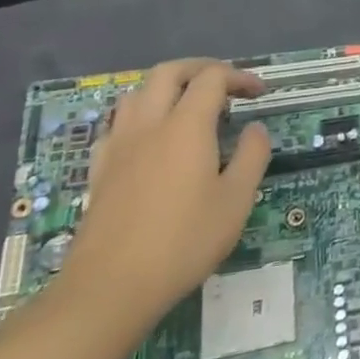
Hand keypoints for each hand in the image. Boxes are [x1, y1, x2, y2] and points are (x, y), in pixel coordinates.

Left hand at [61, 59, 269, 328]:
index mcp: (186, 127)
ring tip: (189, 108)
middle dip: (200, 69)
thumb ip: (252, 156)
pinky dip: (141, 116)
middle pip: (168, 72)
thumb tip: (256, 129)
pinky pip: (119, 124)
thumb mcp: (236, 201)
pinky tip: (152, 141)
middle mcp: (149, 125)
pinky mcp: (100, 170)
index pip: (212, 78)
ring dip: (167, 88)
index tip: (259, 95)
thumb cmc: (183, 242)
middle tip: (225, 85)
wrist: (109, 289)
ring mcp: (118, 147)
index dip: (240, 77)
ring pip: (137, 93)